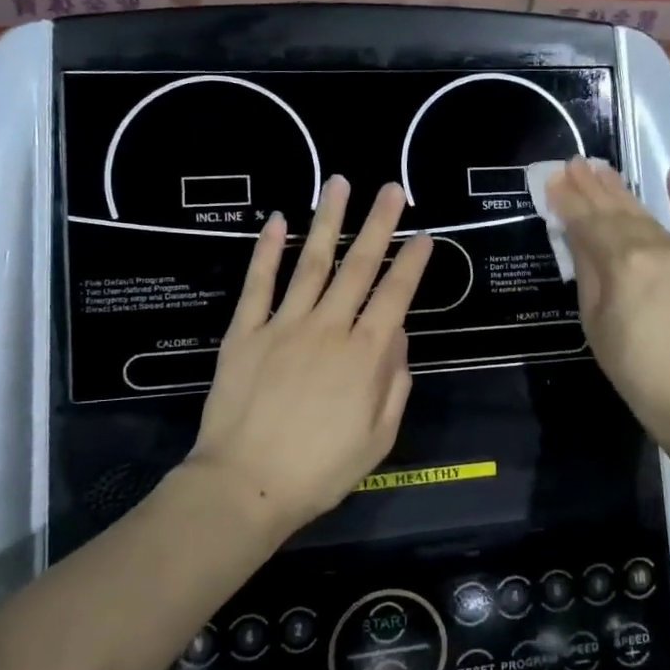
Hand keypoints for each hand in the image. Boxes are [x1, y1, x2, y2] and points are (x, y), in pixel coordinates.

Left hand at [188, 177, 433, 531]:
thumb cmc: (320, 470)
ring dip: (328, 220)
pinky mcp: (246, 331)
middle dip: (378, 224)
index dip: (412, 263)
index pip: (395, 296)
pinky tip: (276, 220)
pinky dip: (267, 250)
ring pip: (311, 261)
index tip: (424, 235)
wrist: (245, 485)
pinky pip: (258, 283)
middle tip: (391, 189)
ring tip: (339, 183)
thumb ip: (394, 383)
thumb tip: (398, 337)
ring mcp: (284, 324)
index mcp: (365, 355)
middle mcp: (329, 327)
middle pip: (359, 266)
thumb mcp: (378, 437)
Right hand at [546, 158, 669, 460]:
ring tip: (602, 168)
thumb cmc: (634, 368)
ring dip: (622, 191)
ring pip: (646, 215)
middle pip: (616, 212)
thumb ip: (588, 272)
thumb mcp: (595, 323)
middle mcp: (654, 247)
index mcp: (622, 263)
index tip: (552, 179)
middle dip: (592, 187)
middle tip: (573, 162)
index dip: (568, 202)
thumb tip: (576, 234)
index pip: (588, 224)